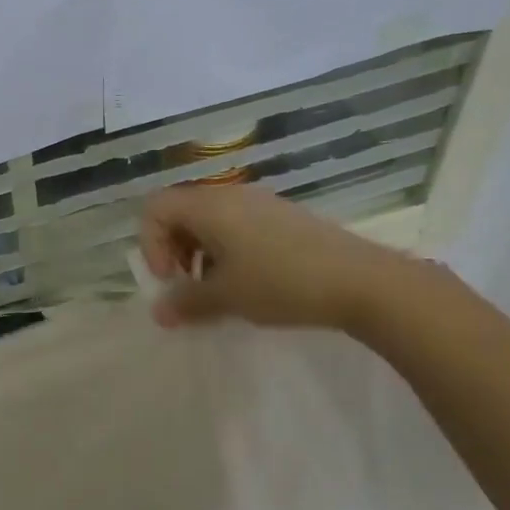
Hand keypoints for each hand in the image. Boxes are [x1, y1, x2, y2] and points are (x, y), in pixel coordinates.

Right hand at [138, 184, 406, 331]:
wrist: (359, 281)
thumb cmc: (280, 283)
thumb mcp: (226, 297)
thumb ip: (186, 303)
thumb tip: (159, 313)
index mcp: (209, 206)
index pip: (155, 209)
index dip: (150, 244)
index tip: (169, 278)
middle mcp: (231, 196)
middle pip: (181, 213)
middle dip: (173, 250)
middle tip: (187, 286)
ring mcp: (259, 204)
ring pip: (210, 222)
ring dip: (199, 254)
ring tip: (217, 290)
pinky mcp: (282, 218)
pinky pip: (237, 227)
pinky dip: (227, 252)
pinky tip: (247, 284)